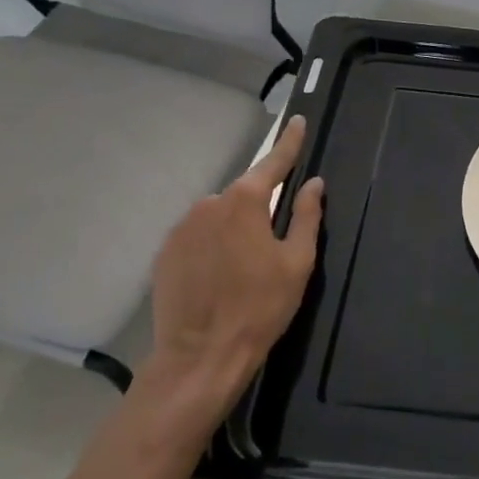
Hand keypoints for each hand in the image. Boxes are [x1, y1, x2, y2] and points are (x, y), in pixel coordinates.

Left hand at [141, 116, 323, 432]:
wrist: (200, 357)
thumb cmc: (260, 307)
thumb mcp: (297, 262)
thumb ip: (306, 216)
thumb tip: (313, 183)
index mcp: (245, 202)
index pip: (274, 162)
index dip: (290, 142)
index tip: (298, 120)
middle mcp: (209, 204)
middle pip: (244, 193)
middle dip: (261, 206)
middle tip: (273, 241)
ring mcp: (181, 228)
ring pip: (219, 216)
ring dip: (234, 227)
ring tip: (244, 266)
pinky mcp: (165, 253)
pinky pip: (197, 236)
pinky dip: (212, 244)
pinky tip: (219, 275)